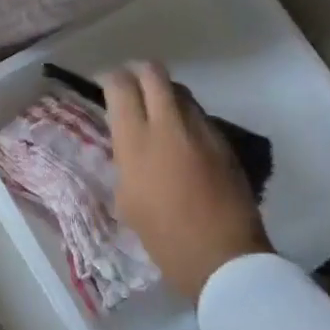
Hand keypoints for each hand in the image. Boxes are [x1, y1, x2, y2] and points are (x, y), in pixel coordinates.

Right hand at [102, 62, 270, 302]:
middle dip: (138, 72)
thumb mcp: (127, 199)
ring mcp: (201, 130)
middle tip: (131, 85)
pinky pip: (199, 115)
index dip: (110, 78)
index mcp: (136, 140)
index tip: (105, 85)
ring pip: (180, 91)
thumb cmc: (164, 236)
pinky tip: (183, 138)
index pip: (120, 86)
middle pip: (153, 73)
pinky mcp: (224, 142)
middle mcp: (168, 124)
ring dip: (165, 93)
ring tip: (158, 111)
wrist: (223, 257)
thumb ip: (126, 162)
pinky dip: (186, 117)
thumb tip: (130, 147)